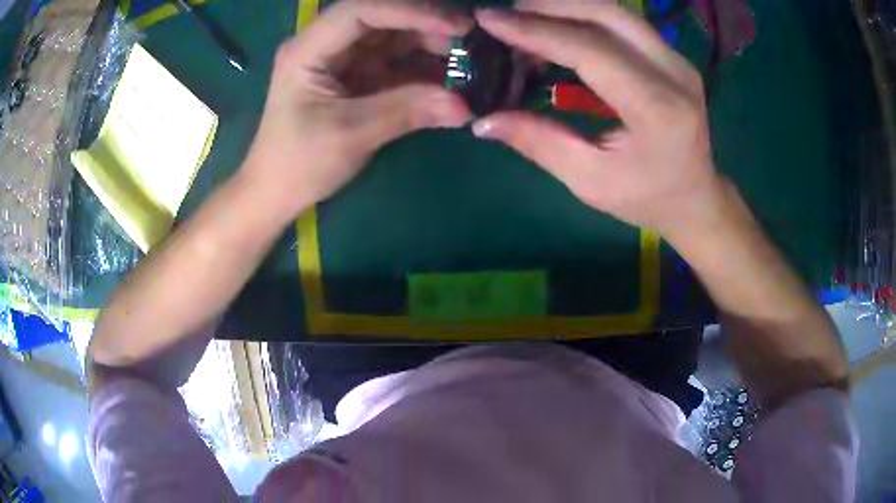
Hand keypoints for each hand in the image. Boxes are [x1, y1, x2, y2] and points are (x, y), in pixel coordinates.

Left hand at [241, 0, 472, 220]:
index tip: (456, 25)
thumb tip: (465, 106)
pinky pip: (396, 63)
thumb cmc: (299, 164)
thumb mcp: (350, 136)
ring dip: (431, 46)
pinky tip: (451, 78)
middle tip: (471, 41)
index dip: (410, 11)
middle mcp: (326, 44)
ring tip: (469, 61)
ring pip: (394, 38)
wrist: (277, 192)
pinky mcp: (357, 77)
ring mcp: (343, 59)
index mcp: (308, 49)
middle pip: (382, 19)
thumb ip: (406, 112)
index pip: (361, 10)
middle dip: (427, 26)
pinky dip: (423, 70)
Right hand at [471, 4, 723, 240]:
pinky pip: (621, 22)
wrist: (696, 197)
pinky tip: (556, 30)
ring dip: (564, 7)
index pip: (590, 50)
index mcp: (658, 109)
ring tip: (525, 20)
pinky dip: (582, 18)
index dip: (536, 31)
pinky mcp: (671, 54)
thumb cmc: (648, 198)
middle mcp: (674, 73)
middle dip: (548, 6)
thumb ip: (539, 142)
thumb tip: (483, 120)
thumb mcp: (590, 181)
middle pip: (605, 13)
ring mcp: (676, 58)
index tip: (488, 20)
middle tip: (505, 16)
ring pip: (614, 10)